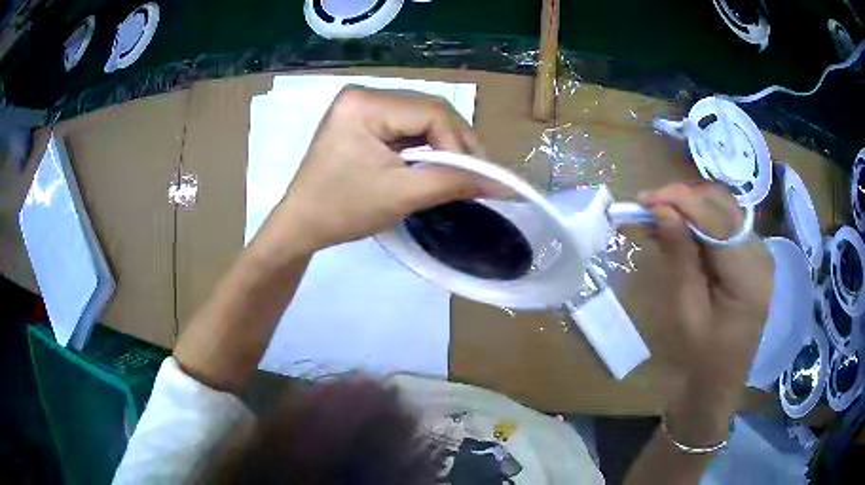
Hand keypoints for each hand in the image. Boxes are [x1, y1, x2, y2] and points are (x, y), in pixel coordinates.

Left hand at [270, 86, 486, 252]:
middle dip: (457, 142)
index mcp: (364, 103)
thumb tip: (500, 184)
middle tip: (477, 174)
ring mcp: (362, 105)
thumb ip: (452, 182)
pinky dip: (427, 145)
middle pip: (429, 110)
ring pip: (422, 117)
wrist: (301, 224)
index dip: (460, 144)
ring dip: (445, 143)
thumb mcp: (401, 195)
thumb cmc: (342, 210)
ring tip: (463, 171)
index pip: (430, 112)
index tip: (477, 177)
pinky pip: (407, 126)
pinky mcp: (364, 119)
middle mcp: (363, 93)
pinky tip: (439, 163)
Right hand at [639, 183, 773, 406]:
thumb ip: (680, 255)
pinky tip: (678, 228)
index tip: (644, 199)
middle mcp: (761, 255)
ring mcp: (759, 254)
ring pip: (724, 210)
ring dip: (690, 207)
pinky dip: (700, 221)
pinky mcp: (751, 256)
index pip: (717, 219)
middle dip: (684, 199)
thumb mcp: (686, 310)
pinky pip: (725, 225)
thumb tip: (661, 210)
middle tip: (648, 207)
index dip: (681, 200)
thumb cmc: (700, 358)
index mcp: (749, 276)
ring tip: (658, 217)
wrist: (718, 385)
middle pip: (724, 206)